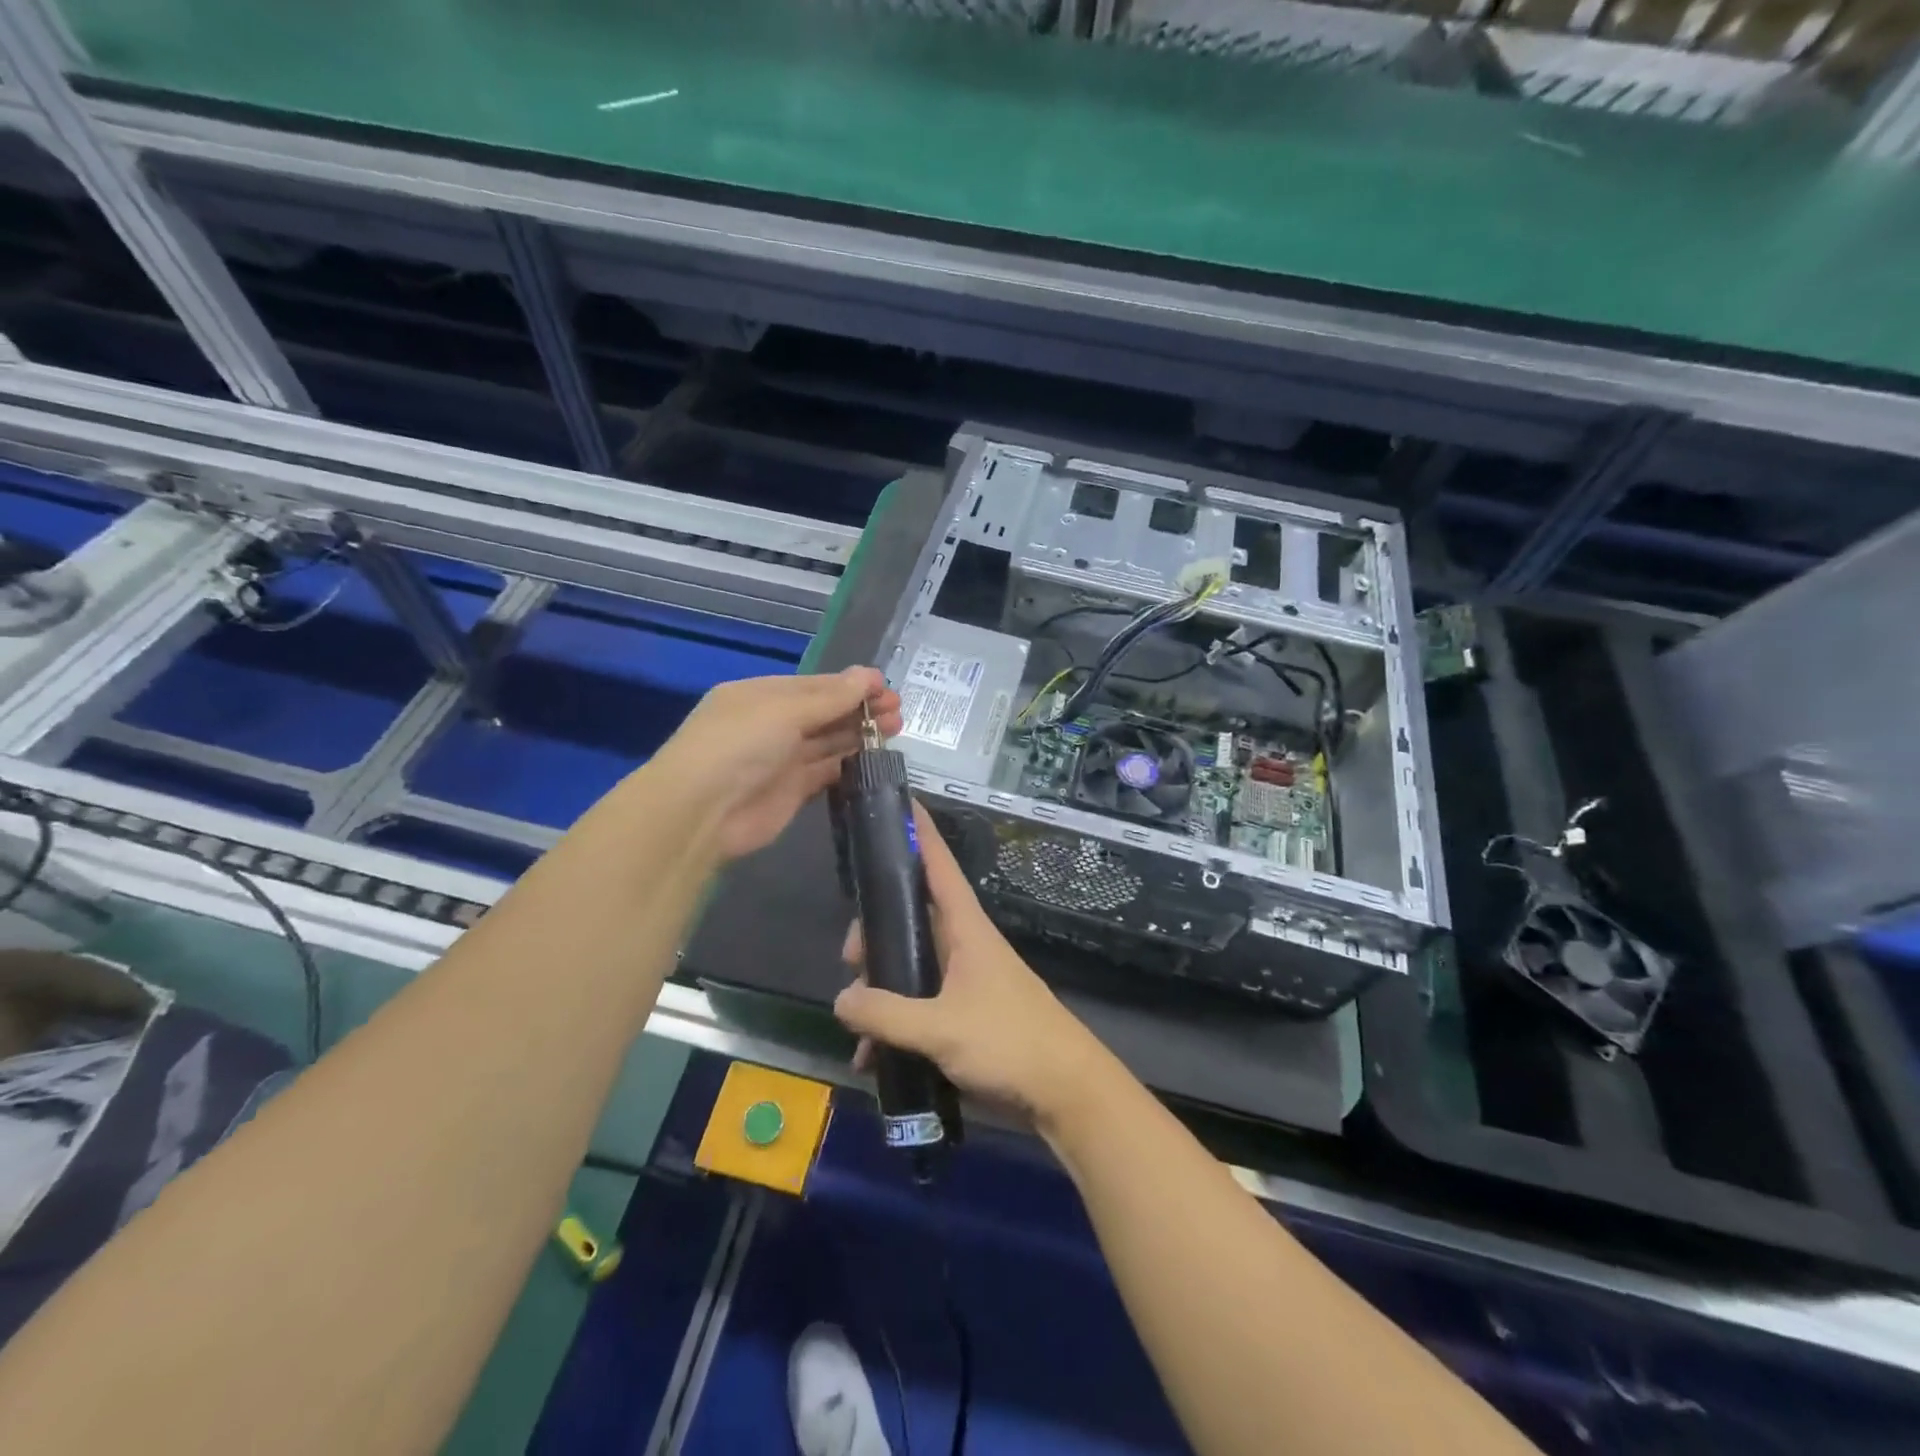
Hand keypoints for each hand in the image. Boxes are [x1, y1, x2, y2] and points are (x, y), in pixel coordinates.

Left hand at [647, 668, 900, 860]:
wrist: (702, 812)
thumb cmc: (738, 745)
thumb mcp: (784, 711)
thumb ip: (830, 698)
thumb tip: (869, 676)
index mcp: (762, 695)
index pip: (815, 685)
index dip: (851, 685)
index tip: (886, 688)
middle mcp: (772, 724)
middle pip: (825, 712)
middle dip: (861, 709)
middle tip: (898, 711)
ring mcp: (782, 759)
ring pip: (829, 741)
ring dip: (860, 734)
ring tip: (896, 729)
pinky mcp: (793, 791)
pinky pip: (827, 772)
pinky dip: (850, 764)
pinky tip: (876, 758)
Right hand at [834, 804, 1110, 1127]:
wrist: (1065, 1092)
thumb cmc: (1009, 1042)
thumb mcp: (941, 1028)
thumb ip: (885, 1014)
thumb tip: (840, 999)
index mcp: (965, 927)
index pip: (938, 863)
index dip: (919, 831)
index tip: (897, 799)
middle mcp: (962, 944)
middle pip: (910, 915)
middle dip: (874, 931)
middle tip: (851, 961)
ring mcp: (964, 979)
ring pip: (910, 963)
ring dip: (880, 987)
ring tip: (857, 1025)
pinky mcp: (964, 1013)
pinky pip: (918, 1005)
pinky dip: (893, 1024)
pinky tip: (871, 1058)